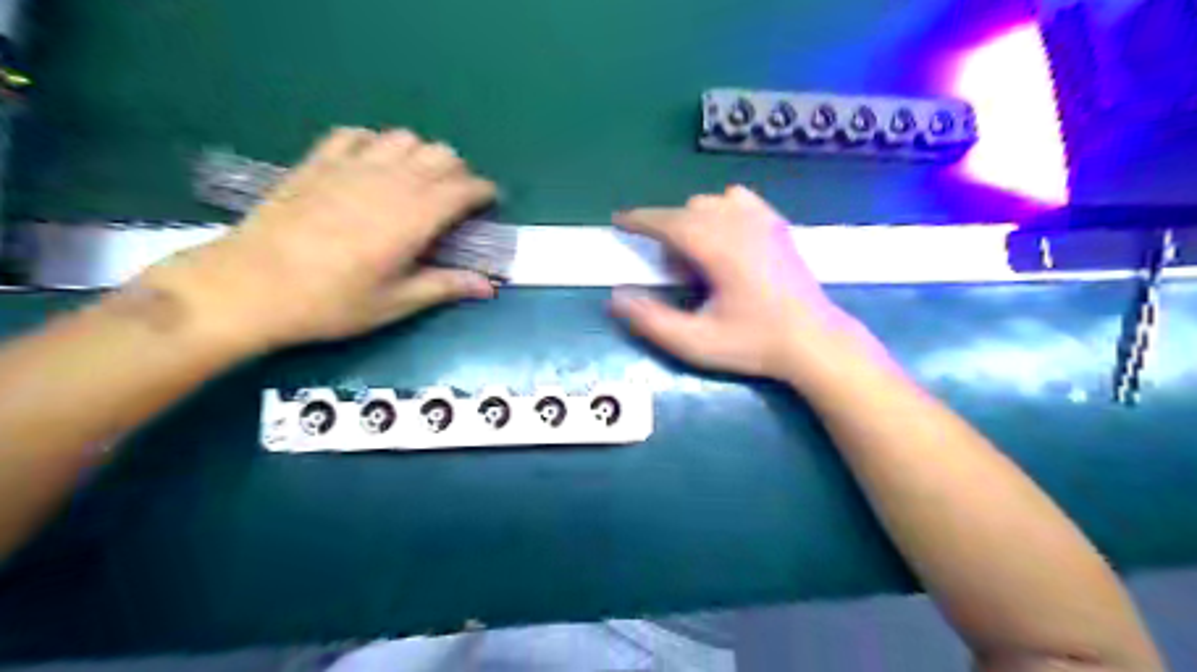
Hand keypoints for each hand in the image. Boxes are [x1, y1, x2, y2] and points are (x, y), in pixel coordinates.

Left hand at [138, 128, 499, 352]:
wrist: (249, 287)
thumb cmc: (331, 302)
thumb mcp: (396, 303)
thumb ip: (446, 286)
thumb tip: (489, 287)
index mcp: (414, 216)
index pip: (464, 187)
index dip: (484, 192)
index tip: (489, 205)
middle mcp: (390, 181)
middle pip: (441, 154)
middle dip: (458, 173)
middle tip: (455, 201)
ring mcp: (351, 165)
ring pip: (404, 138)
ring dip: (421, 155)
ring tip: (417, 183)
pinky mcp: (318, 162)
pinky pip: (357, 134)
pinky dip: (375, 144)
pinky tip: (371, 167)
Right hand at [611, 183, 882, 382]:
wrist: (814, 342)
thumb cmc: (754, 343)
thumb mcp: (696, 342)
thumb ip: (651, 320)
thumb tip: (615, 297)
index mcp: (718, 247)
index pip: (668, 221)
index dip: (639, 220)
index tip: (618, 221)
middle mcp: (739, 223)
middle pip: (687, 211)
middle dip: (668, 232)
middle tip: (674, 273)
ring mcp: (762, 219)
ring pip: (711, 203)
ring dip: (693, 223)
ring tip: (700, 260)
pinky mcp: (777, 224)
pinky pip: (738, 200)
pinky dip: (720, 212)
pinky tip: (725, 239)